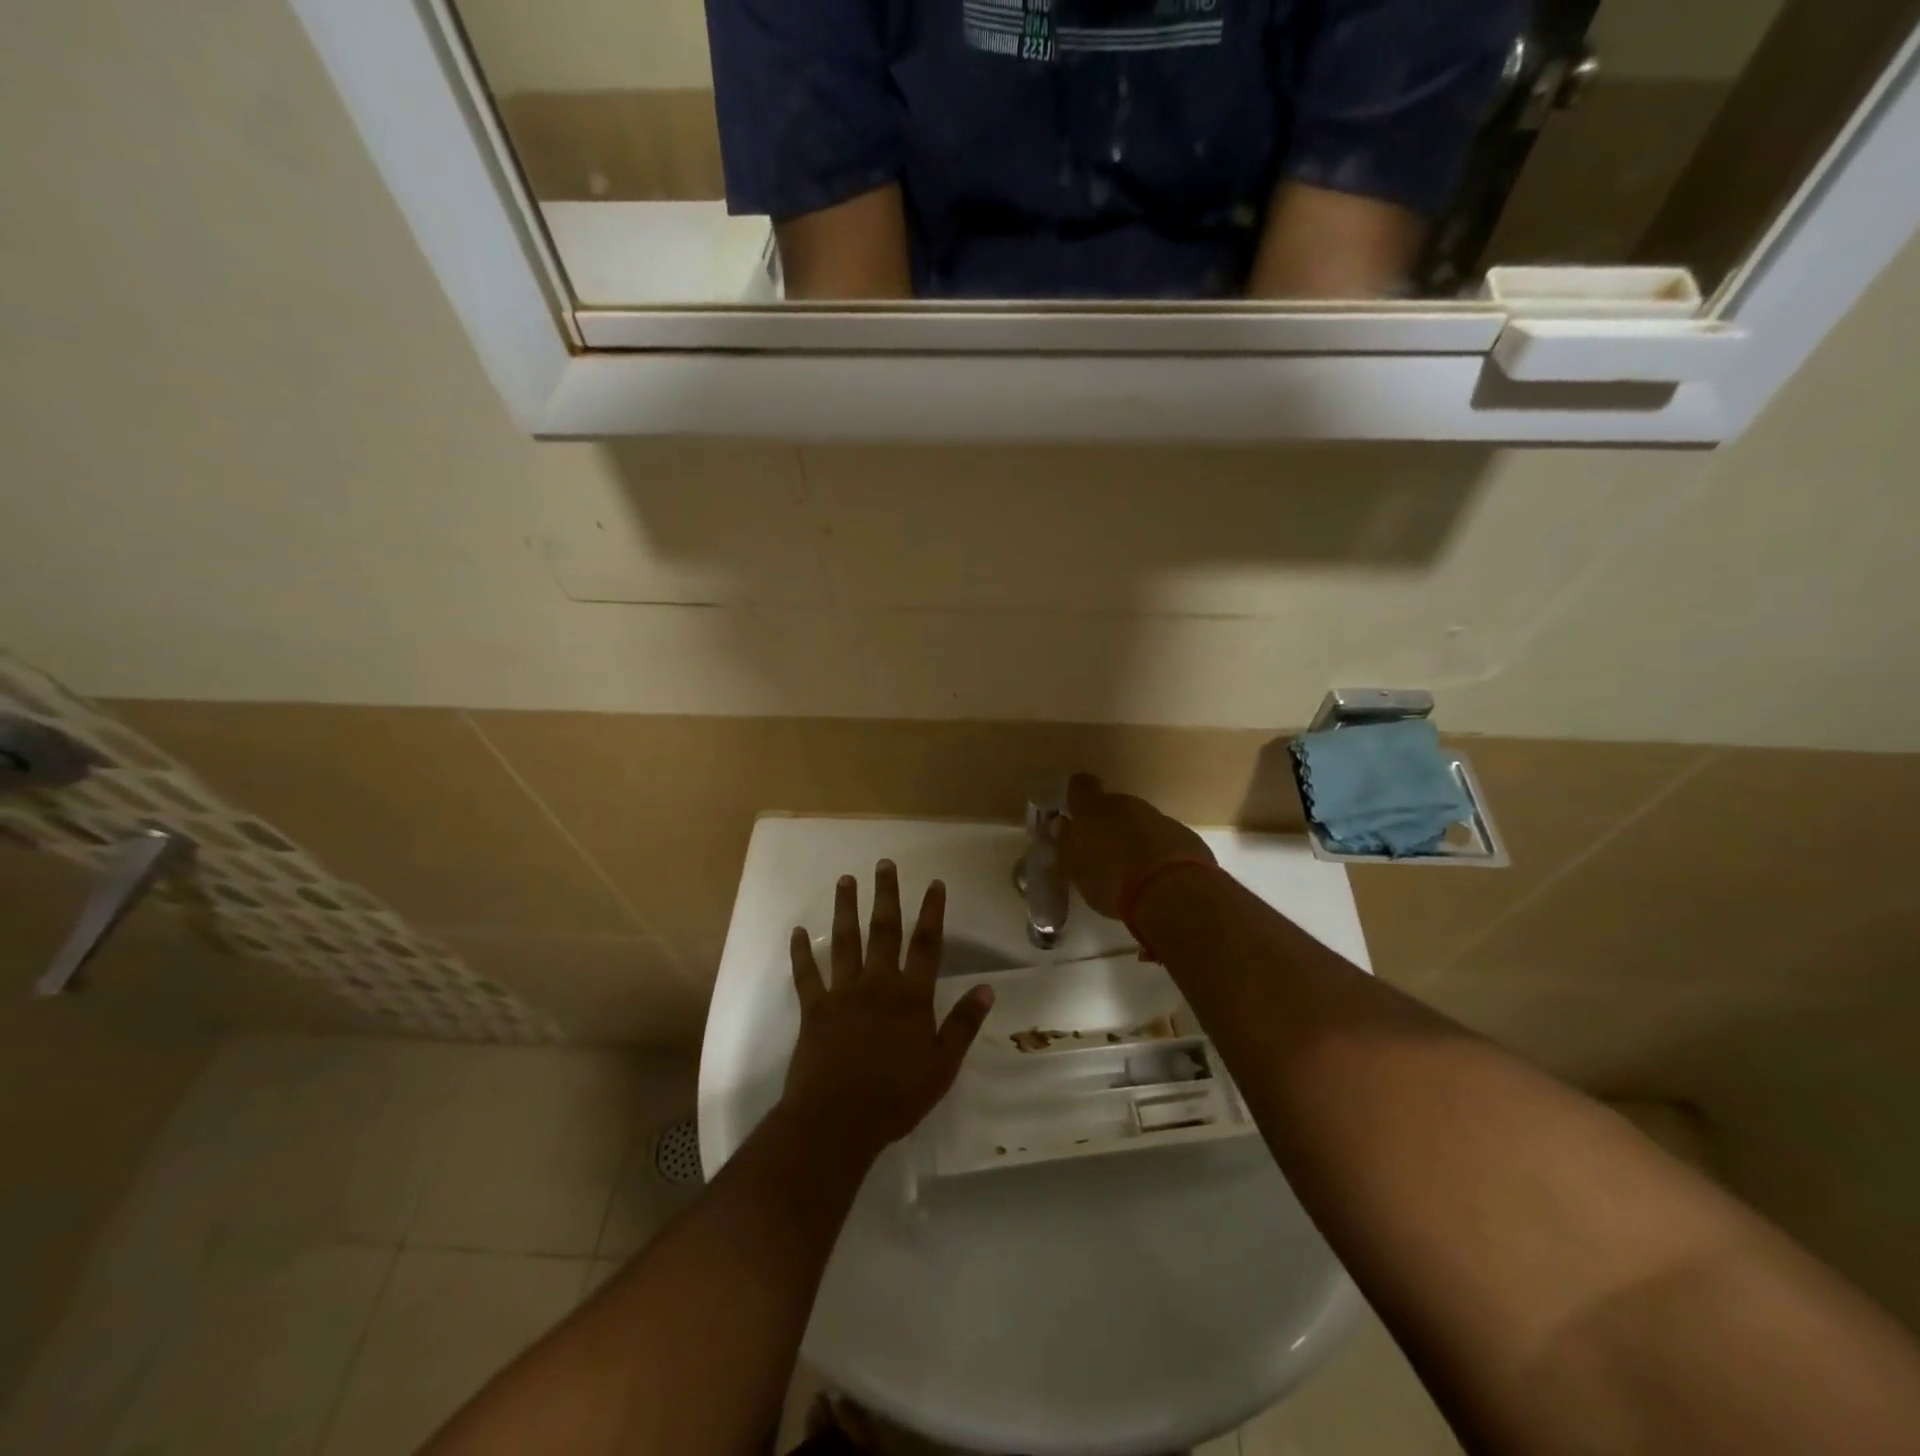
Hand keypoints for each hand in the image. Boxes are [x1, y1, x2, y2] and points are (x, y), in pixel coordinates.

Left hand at [783, 861, 993, 1156]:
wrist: (838, 1121)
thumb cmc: (896, 1097)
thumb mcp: (942, 1066)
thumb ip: (963, 1025)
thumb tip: (987, 989)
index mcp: (911, 996)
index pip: (926, 945)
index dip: (932, 912)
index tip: (934, 883)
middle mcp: (877, 984)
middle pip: (884, 930)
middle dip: (886, 895)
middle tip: (884, 864)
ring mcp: (843, 993)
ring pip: (845, 941)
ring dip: (846, 909)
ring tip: (845, 880)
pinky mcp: (814, 1009)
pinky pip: (806, 975)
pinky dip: (801, 953)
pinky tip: (796, 932)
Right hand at [1062, 773, 1214, 917]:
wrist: (1173, 892)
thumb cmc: (1111, 879)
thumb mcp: (1076, 869)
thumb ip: (1067, 844)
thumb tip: (1064, 827)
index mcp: (1094, 808)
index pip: (1080, 786)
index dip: (1078, 796)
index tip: (1075, 812)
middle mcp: (1127, 804)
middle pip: (1114, 805)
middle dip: (1108, 824)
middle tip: (1103, 852)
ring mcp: (1160, 817)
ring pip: (1141, 822)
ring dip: (1135, 839)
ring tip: (1131, 871)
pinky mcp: (1186, 836)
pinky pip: (1164, 839)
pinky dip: (1158, 852)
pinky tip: (1157, 878)